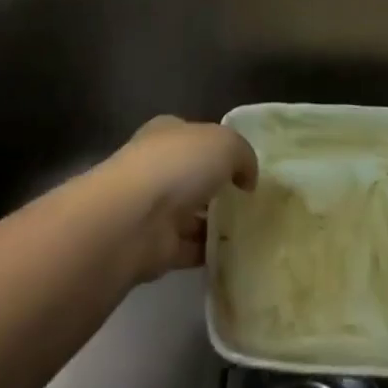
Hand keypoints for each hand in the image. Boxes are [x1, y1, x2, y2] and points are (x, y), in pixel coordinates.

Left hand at [102, 116, 257, 281]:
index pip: (195, 135)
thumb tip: (247, 179)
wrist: (134, 219)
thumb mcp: (224, 144)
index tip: (246, 166)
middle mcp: (157, 167)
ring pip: (192, 214)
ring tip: (253, 231)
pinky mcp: (156, 246)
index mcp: (167, 133)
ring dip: (216, 223)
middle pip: (194, 176)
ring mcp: (154, 208)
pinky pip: (191, 248)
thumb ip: (243, 156)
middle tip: (254, 201)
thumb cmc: (178, 166)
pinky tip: (237, 254)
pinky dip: (210, 252)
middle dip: (219, 187)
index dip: (220, 147)